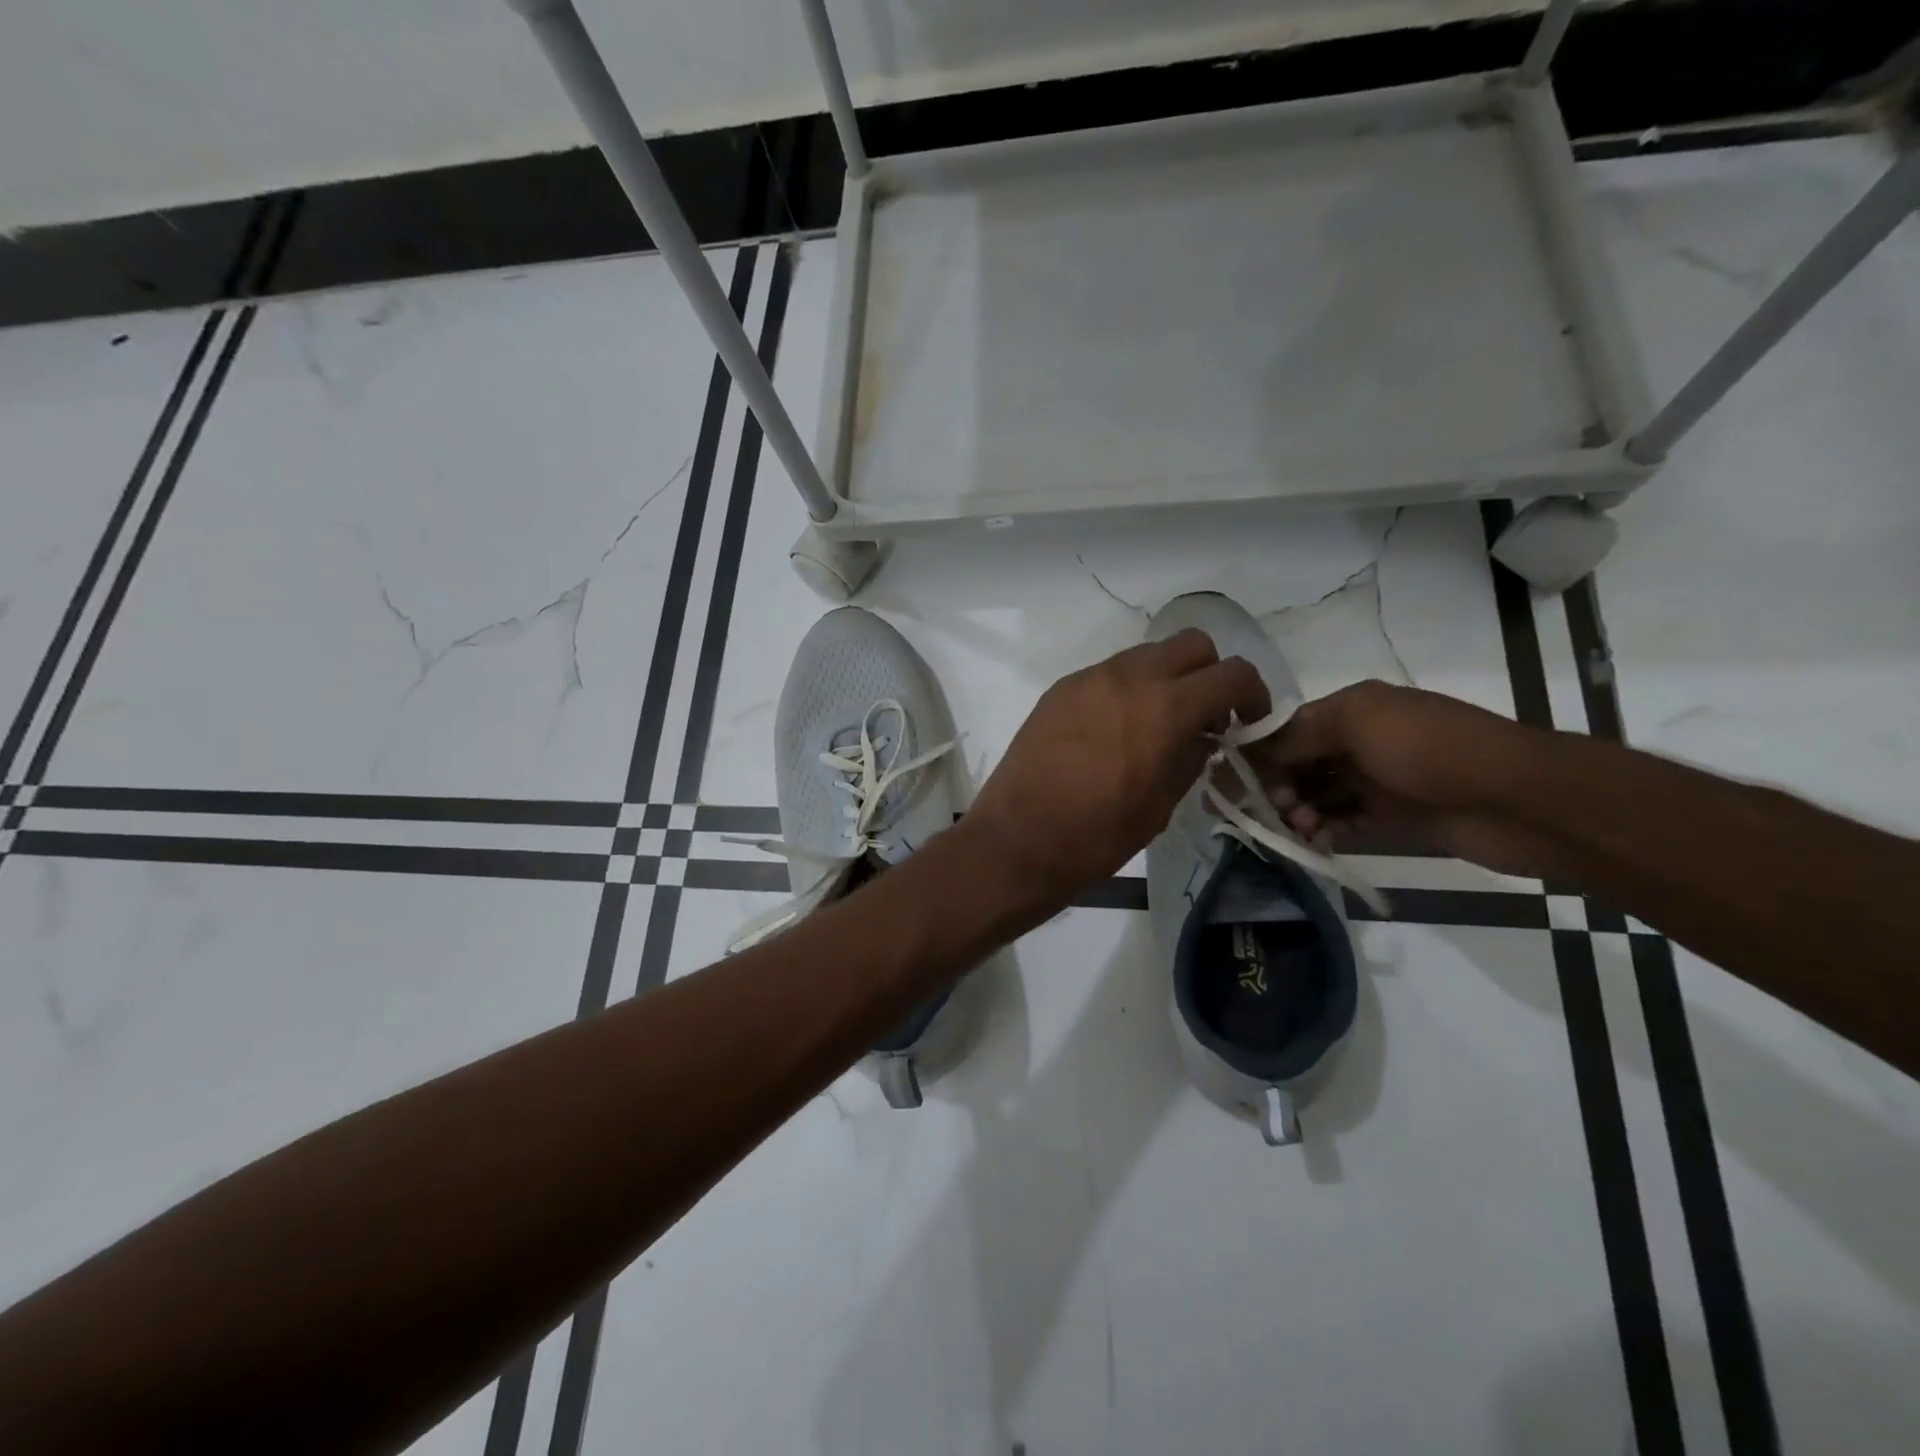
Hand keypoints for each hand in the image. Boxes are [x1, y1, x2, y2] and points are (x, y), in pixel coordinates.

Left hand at [961, 630, 1269, 908]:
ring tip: (1158, 724)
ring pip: (1147, 654)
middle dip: (1209, 674)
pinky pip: (1108, 673)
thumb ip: (1192, 757)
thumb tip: (1203, 735)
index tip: (1249, 721)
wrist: (1019, 840)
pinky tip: (1116, 729)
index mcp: (1166, 707)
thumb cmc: (1098, 835)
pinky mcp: (1060, 689)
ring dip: (1166, 678)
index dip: (1253, 695)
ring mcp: (1089, 678)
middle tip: (1206, 716)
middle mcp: (1129, 677)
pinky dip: (1127, 689)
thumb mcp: (1162, 804)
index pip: (1231, 674)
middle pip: (1191, 644)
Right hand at [1247, 680, 1563, 877]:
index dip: (1260, 752)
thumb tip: (1252, 748)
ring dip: (1299, 809)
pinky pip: (1346, 822)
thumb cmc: (1431, 749)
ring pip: (1320, 794)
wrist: (1519, 800)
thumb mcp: (1359, 722)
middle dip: (1277, 784)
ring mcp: (1380, 781)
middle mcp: (1363, 741)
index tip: (1233, 779)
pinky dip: (1326, 830)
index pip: (1289, 729)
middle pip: (1301, 763)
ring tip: (1296, 827)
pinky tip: (1314, 841)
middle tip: (1269, 809)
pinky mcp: (1396, 817)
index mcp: (1354, 710)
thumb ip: (1300, 733)